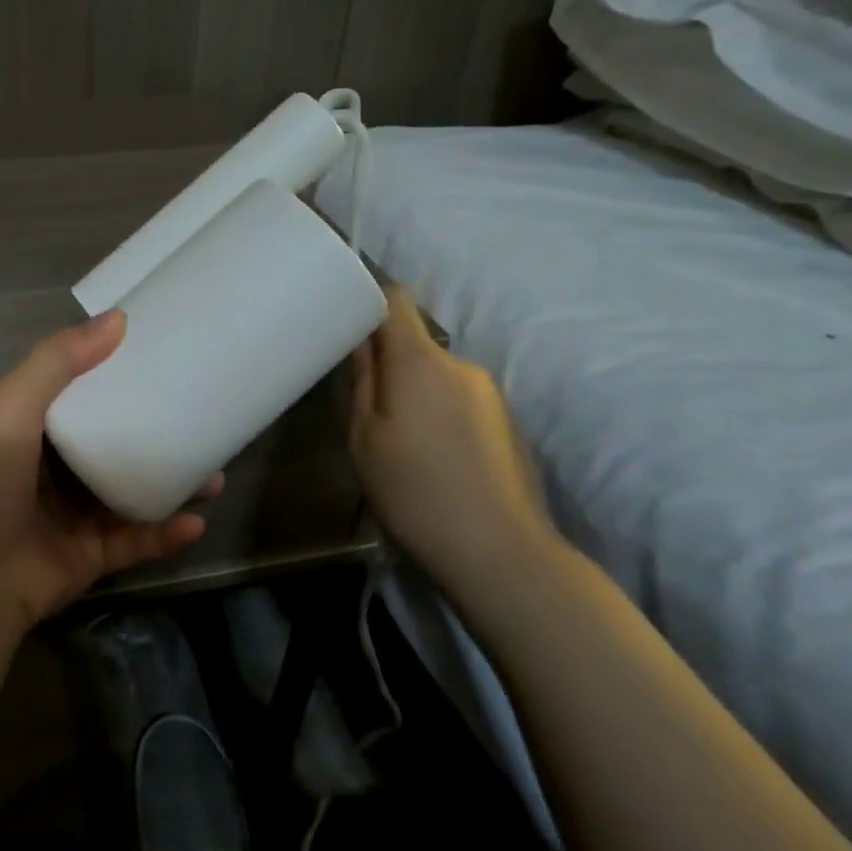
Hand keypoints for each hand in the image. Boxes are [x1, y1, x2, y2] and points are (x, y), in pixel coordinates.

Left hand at [0, 310, 219, 627]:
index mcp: (33, 430)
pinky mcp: (92, 557)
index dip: (118, 375)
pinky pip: (138, 541)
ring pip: (136, 493)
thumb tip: (118, 318)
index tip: (164, 358)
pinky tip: (197, 521)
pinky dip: (167, 533)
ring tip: (216, 474)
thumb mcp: (11, 407)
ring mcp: (75, 516)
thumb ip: (57, 361)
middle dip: (160, 433)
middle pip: (117, 445)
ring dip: (175, 484)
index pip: (82, 395)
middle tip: (204, 421)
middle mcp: (55, 470)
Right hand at [349, 286, 552, 583]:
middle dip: (389, 362)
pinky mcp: (507, 421)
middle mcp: (461, 364)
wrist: (498, 550)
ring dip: (416, 392)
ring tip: (399, 439)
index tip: (344, 319)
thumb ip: (362, 381)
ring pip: (438, 375)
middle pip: (415, 342)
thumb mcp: (364, 438)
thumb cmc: (413, 490)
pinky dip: (440, 412)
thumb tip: (362, 341)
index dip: (368, 300)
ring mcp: (491, 392)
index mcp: (419, 361)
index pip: (395, 300)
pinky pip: (460, 399)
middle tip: (365, 403)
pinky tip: (433, 457)